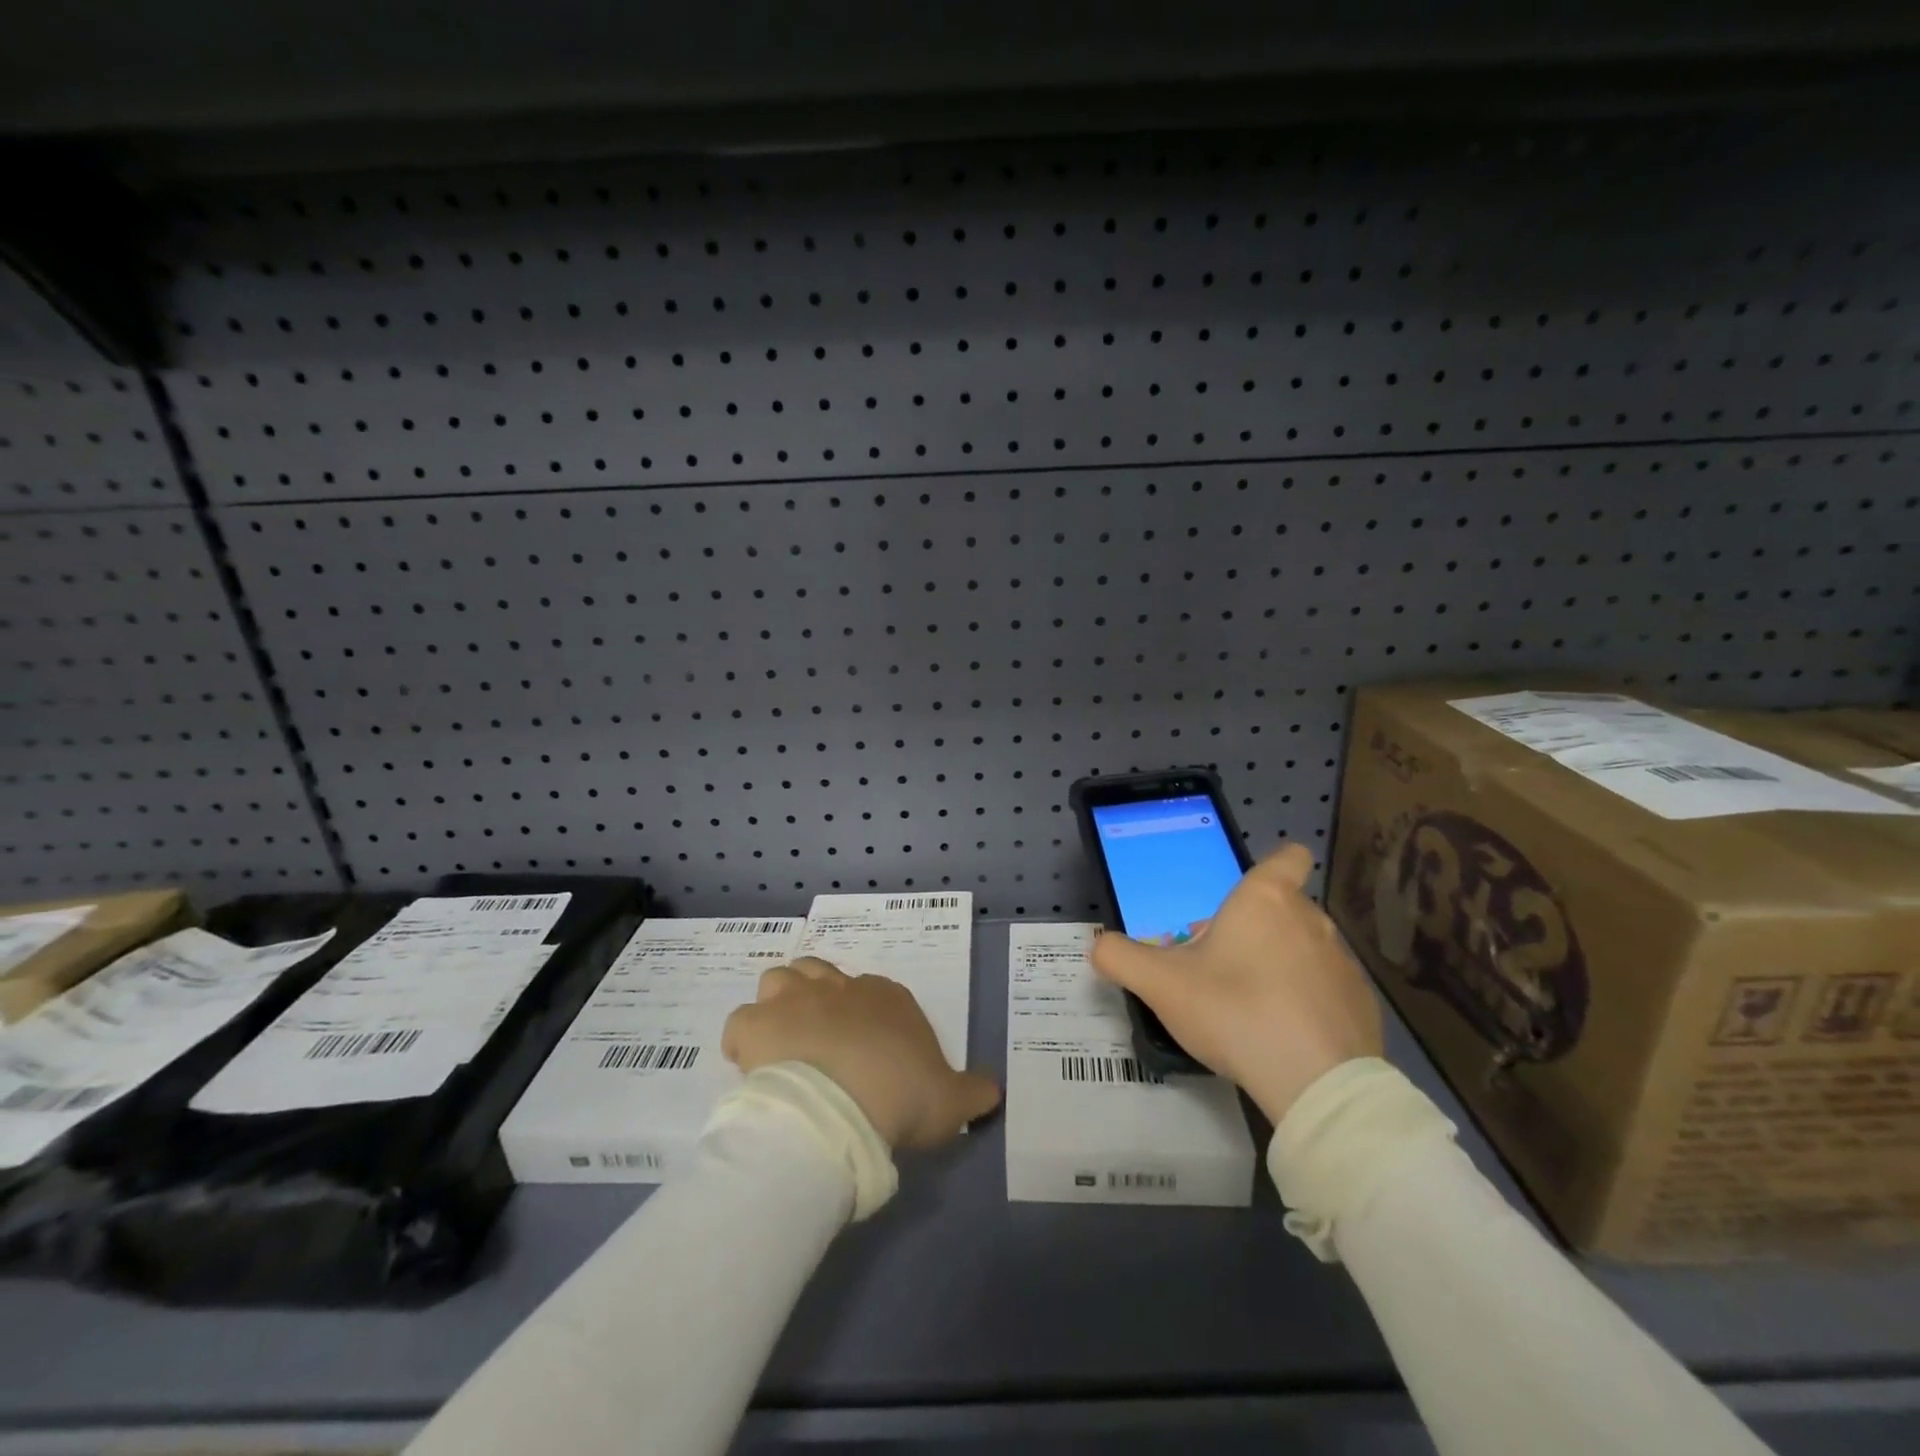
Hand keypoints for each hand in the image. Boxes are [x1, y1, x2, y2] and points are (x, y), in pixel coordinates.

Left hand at [722, 957, 1000, 1149]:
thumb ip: (974, 1091)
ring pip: (779, 979)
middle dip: (817, 999)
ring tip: (783, 1044)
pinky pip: (741, 1023)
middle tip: (819, 1042)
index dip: (867, 1022)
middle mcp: (839, 987)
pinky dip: (744, 1041)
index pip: (874, 995)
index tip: (866, 1058)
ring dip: (779, 1005)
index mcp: (886, 999)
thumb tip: (994, 1092)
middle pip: (821, 974)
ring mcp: (794, 999)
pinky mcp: (757, 1024)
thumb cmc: (901, 1095)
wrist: (843, 1107)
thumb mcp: (952, 1100)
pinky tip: (752, 1067)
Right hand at [1089, 843, 1383, 1123]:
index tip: (1248, 895)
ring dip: (1279, 965)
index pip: (1288, 857)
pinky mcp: (1362, 1005)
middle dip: (1253, 929)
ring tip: (1250, 1006)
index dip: (1274, 866)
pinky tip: (1284, 1035)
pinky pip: (1326, 990)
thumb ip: (1121, 957)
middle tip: (1220, 966)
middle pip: (1283, 908)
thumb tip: (1098, 946)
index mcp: (1265, 900)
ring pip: (1304, 949)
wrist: (1316, 1082)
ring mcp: (1342, 963)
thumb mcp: (1160, 984)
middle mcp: (1311, 920)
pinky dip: (1306, 1002)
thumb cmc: (1234, 1011)